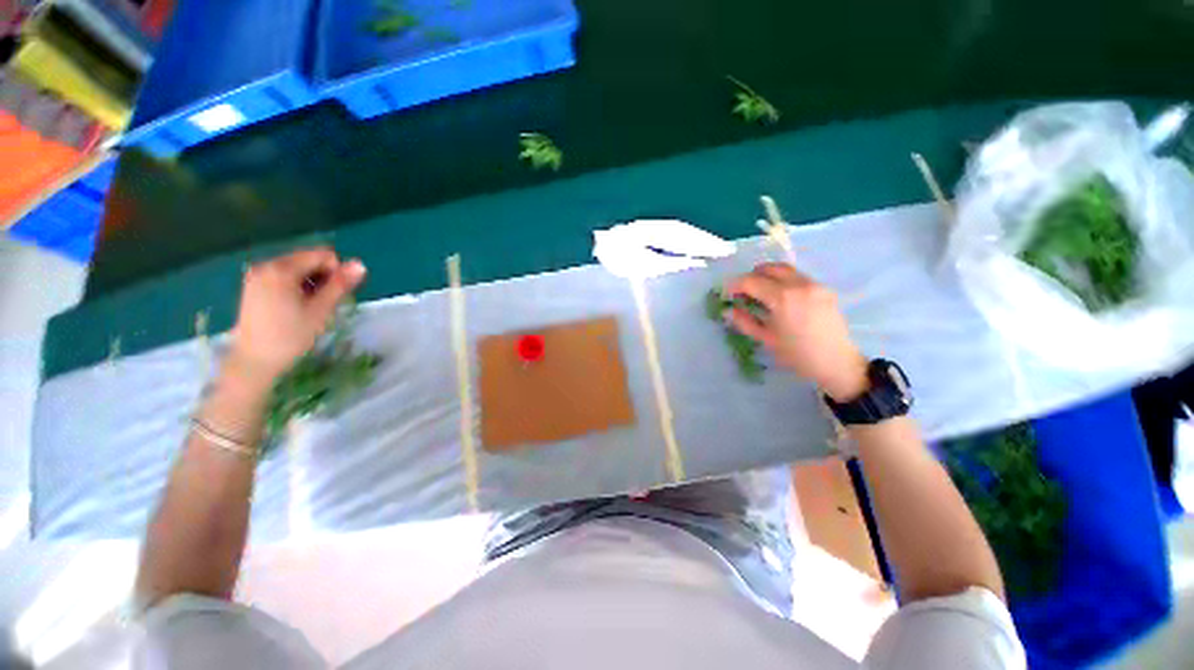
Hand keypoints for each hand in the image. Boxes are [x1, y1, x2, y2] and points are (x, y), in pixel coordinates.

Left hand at [229, 247, 366, 381]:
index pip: (322, 255)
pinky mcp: (253, 284)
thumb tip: (360, 264)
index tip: (332, 295)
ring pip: (298, 268)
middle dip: (322, 277)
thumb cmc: (291, 336)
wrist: (254, 360)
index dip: (335, 272)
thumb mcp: (321, 310)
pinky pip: (284, 275)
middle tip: (321, 303)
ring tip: (308, 307)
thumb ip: (340, 284)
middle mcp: (266, 265)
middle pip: (308, 259)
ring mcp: (257, 274)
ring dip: (311, 283)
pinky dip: (296, 286)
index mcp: (281, 269)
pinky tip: (295, 306)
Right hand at [725, 262, 867, 401]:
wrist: (836, 362)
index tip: (727, 294)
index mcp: (782, 298)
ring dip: (768, 276)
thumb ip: (744, 321)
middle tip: (743, 292)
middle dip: (752, 276)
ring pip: (785, 270)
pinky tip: (780, 298)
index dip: (735, 285)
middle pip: (769, 268)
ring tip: (760, 292)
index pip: (751, 281)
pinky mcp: (824, 288)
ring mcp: (814, 284)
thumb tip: (727, 310)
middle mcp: (799, 285)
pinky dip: (783, 281)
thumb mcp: (766, 339)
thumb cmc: (797, 354)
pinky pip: (798, 277)